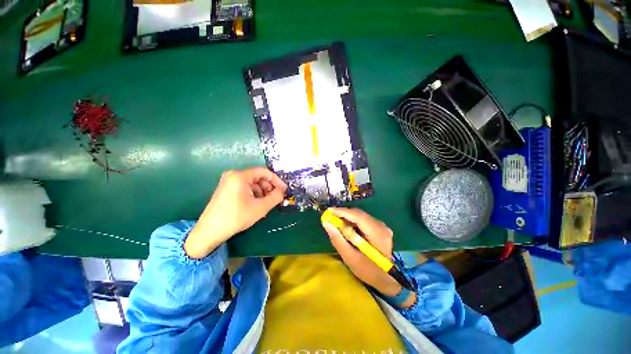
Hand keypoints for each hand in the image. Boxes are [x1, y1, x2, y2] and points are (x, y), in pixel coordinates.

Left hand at [185, 167, 286, 258]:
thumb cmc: (236, 217)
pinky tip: (256, 203)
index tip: (283, 189)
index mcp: (240, 176)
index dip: (276, 180)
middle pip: (258, 176)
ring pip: (252, 182)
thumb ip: (275, 197)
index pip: (264, 172)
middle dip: (269, 186)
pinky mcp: (226, 188)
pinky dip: (253, 193)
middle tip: (275, 197)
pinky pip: (245, 186)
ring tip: (266, 202)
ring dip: (262, 191)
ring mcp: (228, 181)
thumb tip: (283, 190)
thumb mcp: (260, 208)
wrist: (210, 231)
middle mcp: (233, 175)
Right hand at [322, 208, 415, 307]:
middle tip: (329, 217)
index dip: (342, 212)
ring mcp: (381, 226)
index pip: (358, 216)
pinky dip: (352, 222)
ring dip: (347, 218)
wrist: (386, 278)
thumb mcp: (350, 258)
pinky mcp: (379, 227)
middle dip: (343, 214)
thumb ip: (338, 239)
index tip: (328, 211)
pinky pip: (363, 220)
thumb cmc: (368, 271)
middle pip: (359, 214)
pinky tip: (345, 227)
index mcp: (378, 234)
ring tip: (335, 222)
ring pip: (360, 216)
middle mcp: (381, 226)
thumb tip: (326, 223)